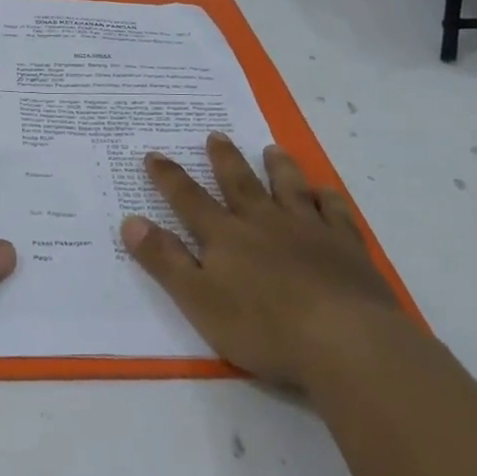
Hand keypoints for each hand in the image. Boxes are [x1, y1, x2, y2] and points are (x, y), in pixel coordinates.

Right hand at [120, 133, 401, 389]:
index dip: (169, 177)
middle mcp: (264, 222)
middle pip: (240, 183)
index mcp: (225, 236)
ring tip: (271, 149)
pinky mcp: (346, 247)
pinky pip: (335, 212)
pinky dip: (327, 198)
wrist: (344, 340)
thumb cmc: (262, 326)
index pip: (189, 199)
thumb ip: (164, 260)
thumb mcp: (198, 299)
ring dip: (278, 167)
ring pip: (289, 188)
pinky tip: (325, 191)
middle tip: (216, 135)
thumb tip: (131, 220)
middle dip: (224, 159)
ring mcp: (308, 230)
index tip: (154, 154)